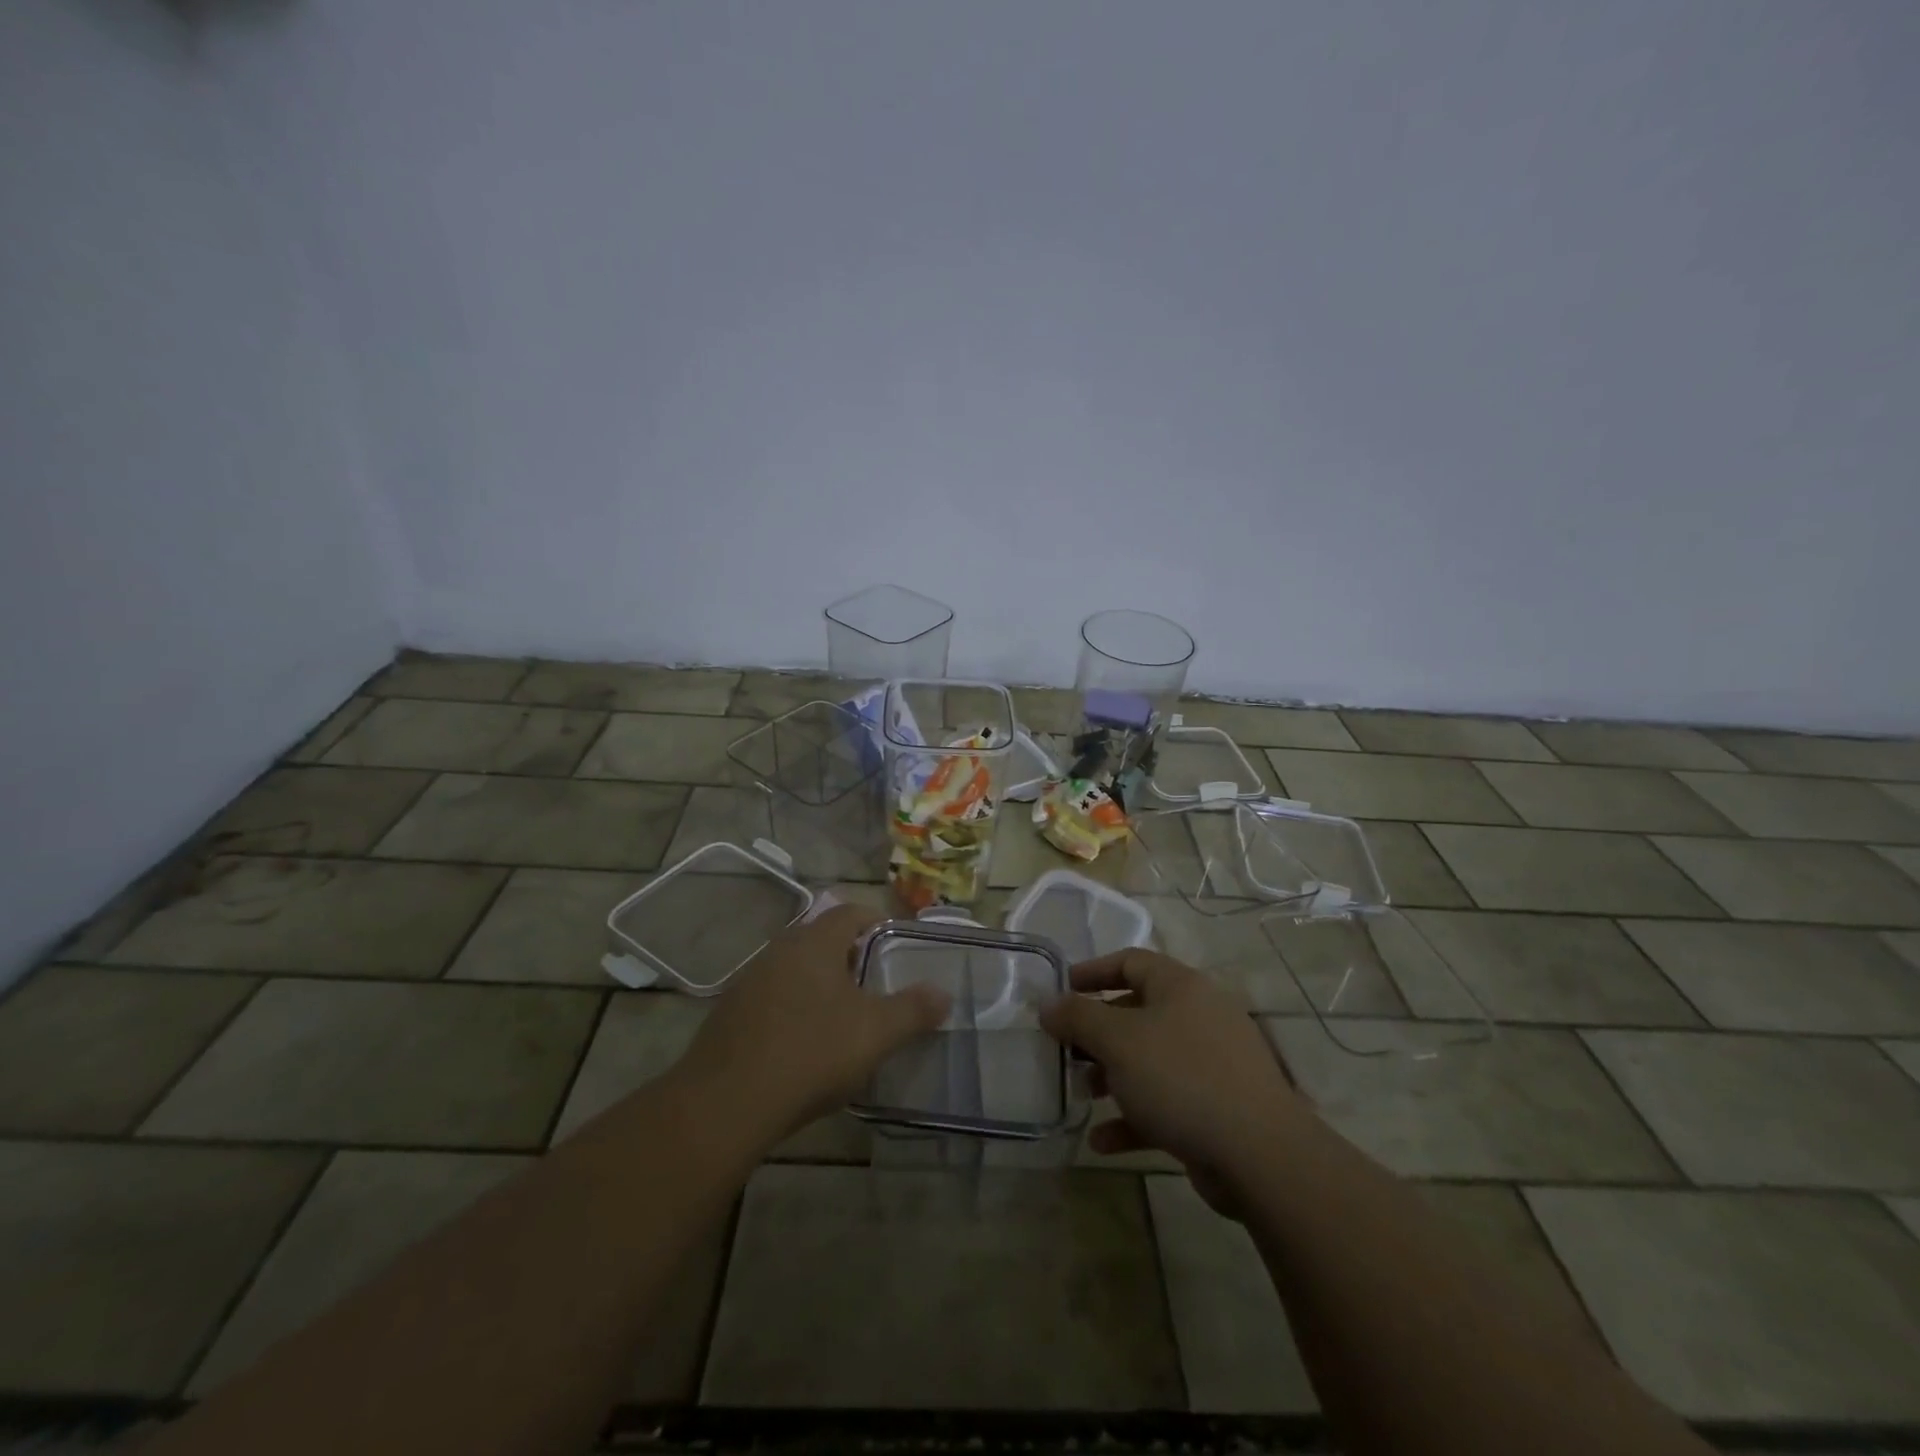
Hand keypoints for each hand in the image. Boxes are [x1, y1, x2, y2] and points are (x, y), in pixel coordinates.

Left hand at [677, 904, 949, 1144]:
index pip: (849, 912)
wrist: (725, 1102)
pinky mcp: (729, 1013)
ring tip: (840, 1013)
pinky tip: (800, 1041)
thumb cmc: (811, 1053)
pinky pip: (771, 996)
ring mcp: (749, 981)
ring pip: (793, 967)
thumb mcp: (875, 1033)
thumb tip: (944, 993)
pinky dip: (792, 1006)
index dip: (875, 920)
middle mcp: (779, 950)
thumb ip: (913, 1009)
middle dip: (848, 953)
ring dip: (818, 981)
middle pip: (820, 938)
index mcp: (814, 943)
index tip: (894, 941)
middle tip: (872, 980)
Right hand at [1040, 948, 1305, 1213]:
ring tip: (1083, 1095)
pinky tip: (1103, 1142)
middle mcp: (1198, 1017)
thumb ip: (1078, 1018)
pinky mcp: (1216, 1109)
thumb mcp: (1118, 1041)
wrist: (1259, 1154)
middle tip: (1067, 1051)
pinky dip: (1133, 1118)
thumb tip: (1048, 1004)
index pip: (1131, 962)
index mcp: (1181, 987)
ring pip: (1149, 1061)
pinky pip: (1165, 1105)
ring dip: (1112, 1076)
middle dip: (1097, 1033)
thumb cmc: (1181, 1077)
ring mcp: (1211, 1065)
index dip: (1092, 972)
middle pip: (1137, 1013)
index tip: (1060, 990)